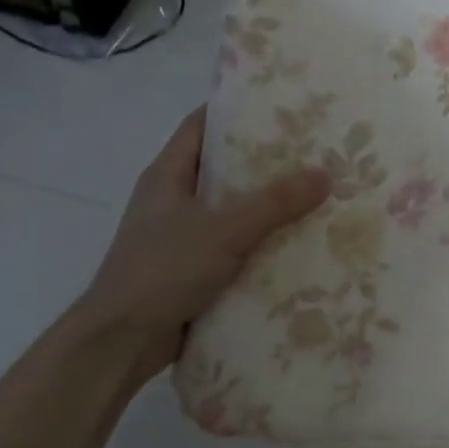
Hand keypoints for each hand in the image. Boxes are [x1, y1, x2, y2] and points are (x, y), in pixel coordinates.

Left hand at [75, 108, 330, 385]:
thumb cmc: (163, 270)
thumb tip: (326, 174)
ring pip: (231, 209)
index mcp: (168, 175)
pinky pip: (233, 245)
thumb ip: (275, 203)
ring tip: (315, 193)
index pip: (201, 125)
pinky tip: (297, 242)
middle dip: (264, 161)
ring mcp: (181, 236)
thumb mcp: (224, 230)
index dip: (236, 111)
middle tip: (313, 151)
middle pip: (223, 167)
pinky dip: (260, 242)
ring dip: (267, 205)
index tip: (281, 105)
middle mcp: (173, 200)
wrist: (122, 341)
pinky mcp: (192, 269)